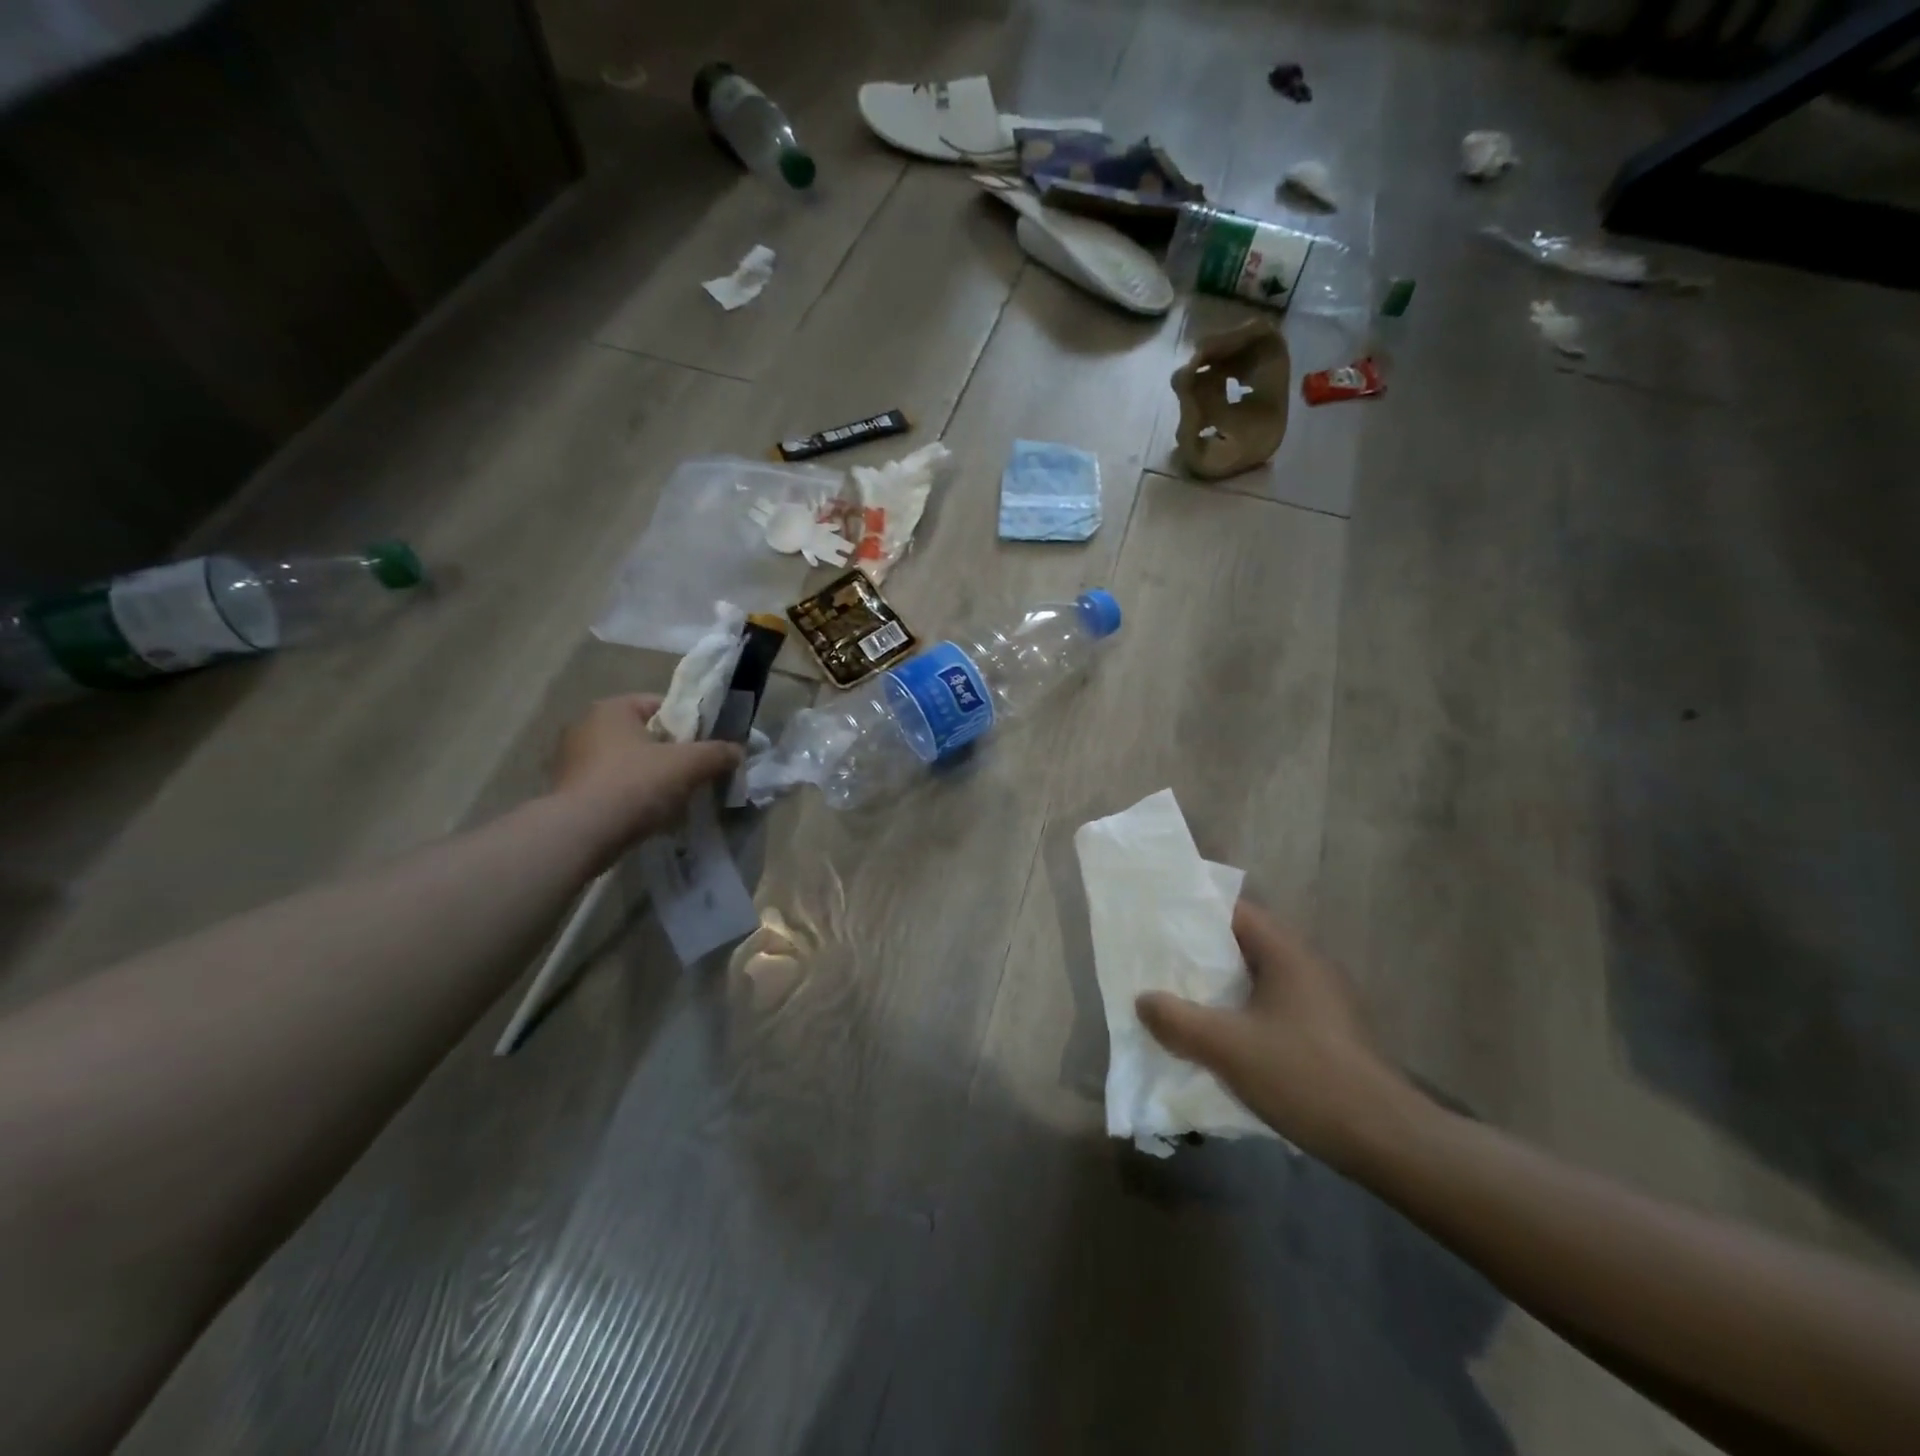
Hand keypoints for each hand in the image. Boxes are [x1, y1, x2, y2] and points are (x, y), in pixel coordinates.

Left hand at [552, 695, 741, 856]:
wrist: (580, 835)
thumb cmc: (635, 785)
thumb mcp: (689, 764)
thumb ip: (718, 753)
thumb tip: (738, 751)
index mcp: (612, 708)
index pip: (661, 704)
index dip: (690, 723)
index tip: (707, 746)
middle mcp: (586, 726)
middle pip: (645, 734)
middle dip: (672, 752)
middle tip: (696, 772)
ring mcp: (572, 760)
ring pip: (629, 762)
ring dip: (652, 775)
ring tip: (676, 796)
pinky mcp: (569, 791)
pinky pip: (612, 785)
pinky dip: (631, 794)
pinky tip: (648, 812)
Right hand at [1135, 900, 1420, 1168]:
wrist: (1385, 1140)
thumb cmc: (1303, 1076)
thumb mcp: (1226, 1047)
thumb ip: (1177, 1020)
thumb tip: (1144, 1000)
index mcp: (1287, 953)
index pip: (1235, 912)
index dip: (1195, 914)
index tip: (1159, 925)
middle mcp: (1307, 966)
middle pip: (1245, 944)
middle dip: (1202, 954)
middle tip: (1161, 965)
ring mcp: (1322, 1000)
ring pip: (1259, 979)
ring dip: (1223, 988)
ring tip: (1182, 1000)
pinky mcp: (1328, 1032)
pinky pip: (1274, 1007)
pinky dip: (1244, 1012)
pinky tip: (1222, 1038)